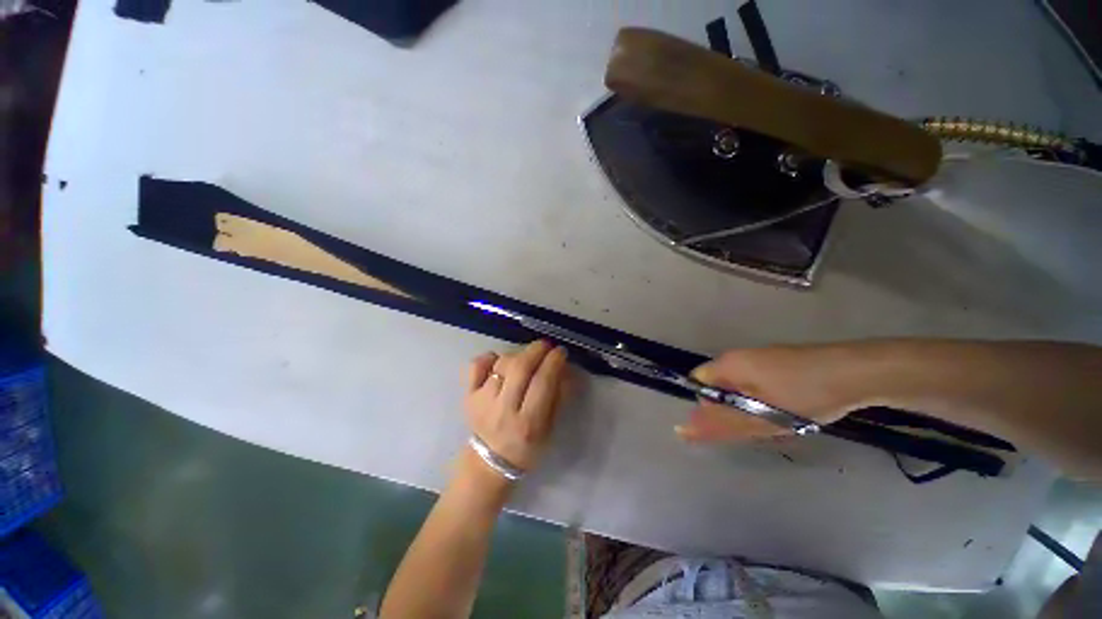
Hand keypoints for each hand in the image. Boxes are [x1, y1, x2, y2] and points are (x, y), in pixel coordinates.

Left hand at [464, 340, 568, 474]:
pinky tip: (498, 360)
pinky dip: (488, 357)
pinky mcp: (468, 395)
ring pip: (501, 364)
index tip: (561, 351)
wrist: (490, 462)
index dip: (553, 361)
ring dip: (518, 354)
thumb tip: (563, 367)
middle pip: (520, 368)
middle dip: (536, 350)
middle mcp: (503, 410)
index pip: (542, 382)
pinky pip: (476, 366)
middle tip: (546, 346)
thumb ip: (558, 397)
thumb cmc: (527, 447)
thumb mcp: (550, 428)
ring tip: (526, 358)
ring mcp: (482, 401)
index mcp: (528, 423)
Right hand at [676, 345, 874, 441]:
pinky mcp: (779, 360)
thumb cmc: (804, 394)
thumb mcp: (761, 417)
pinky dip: (767, 399)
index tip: (735, 422)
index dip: (710, 407)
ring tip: (782, 420)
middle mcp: (738, 356)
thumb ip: (720, 425)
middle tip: (762, 425)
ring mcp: (760, 356)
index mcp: (728, 363)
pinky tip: (793, 409)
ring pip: (741, 387)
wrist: (857, 372)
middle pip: (720, 386)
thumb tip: (681, 430)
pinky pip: (759, 382)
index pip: (699, 384)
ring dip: (753, 407)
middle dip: (735, 409)